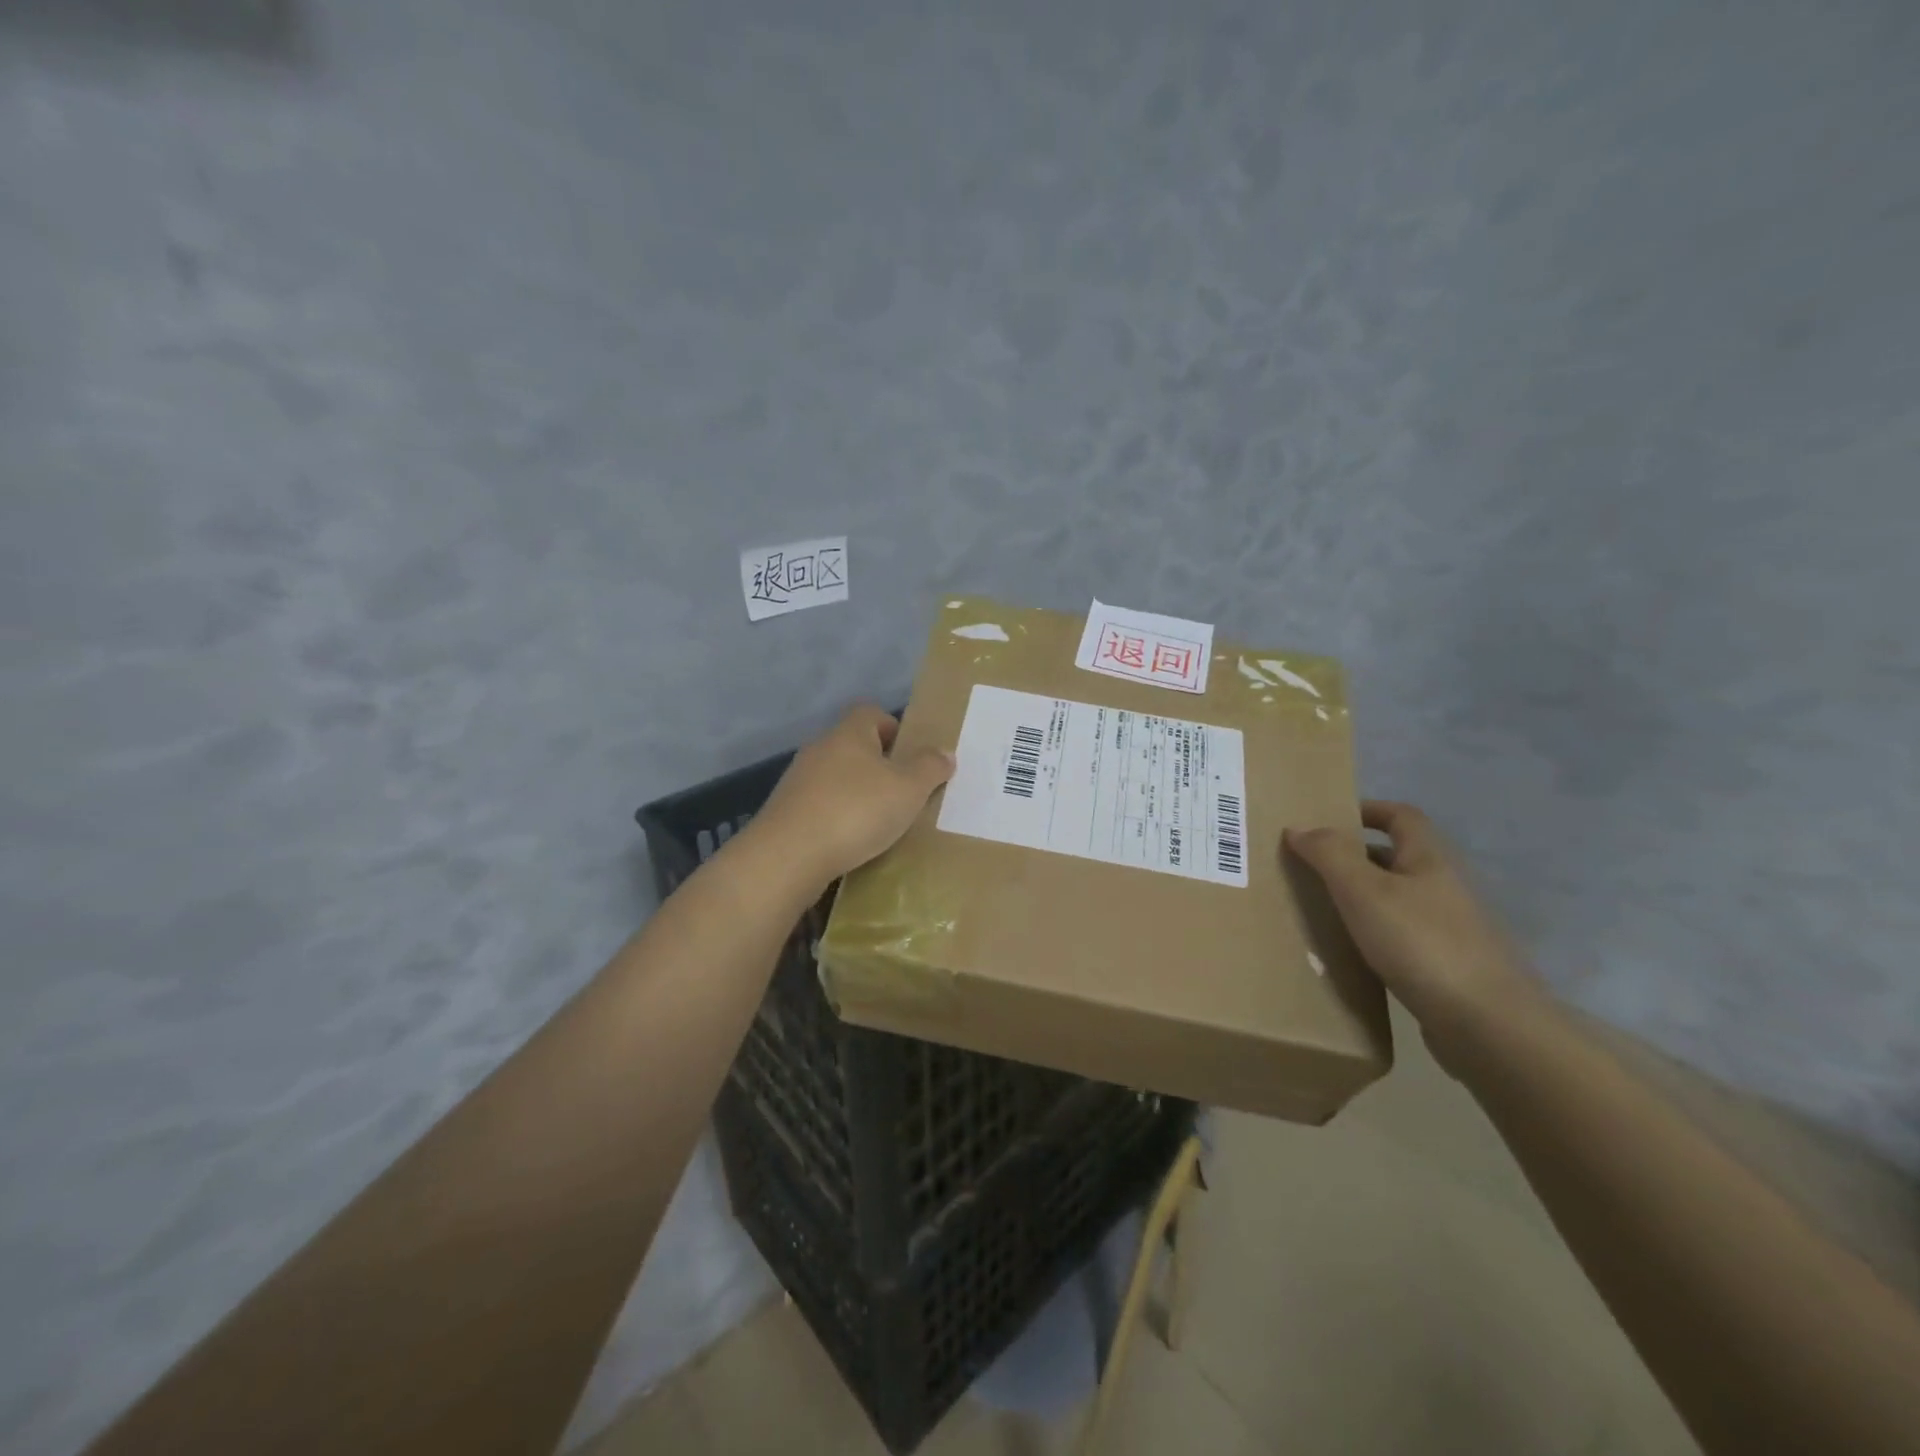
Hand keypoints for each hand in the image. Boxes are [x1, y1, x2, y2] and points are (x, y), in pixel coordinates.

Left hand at [752, 705, 954, 888]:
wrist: (789, 856)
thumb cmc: (856, 811)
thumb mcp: (908, 789)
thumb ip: (929, 768)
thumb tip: (945, 752)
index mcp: (849, 734)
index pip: (870, 713)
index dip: (893, 727)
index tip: (910, 755)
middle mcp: (819, 749)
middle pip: (852, 746)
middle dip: (877, 765)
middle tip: (903, 792)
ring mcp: (797, 781)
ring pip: (835, 778)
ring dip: (856, 794)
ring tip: (880, 822)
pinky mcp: (785, 812)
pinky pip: (819, 806)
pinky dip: (837, 818)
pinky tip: (850, 842)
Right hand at [1285, 801, 1547, 1070]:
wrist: (1488, 1026)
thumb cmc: (1421, 944)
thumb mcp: (1363, 891)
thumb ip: (1329, 854)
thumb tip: (1299, 826)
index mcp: (1429, 860)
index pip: (1401, 816)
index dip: (1367, 809)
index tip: (1328, 818)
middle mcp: (1443, 887)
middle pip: (1397, 857)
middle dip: (1355, 856)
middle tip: (1310, 866)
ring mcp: (1449, 929)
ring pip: (1397, 900)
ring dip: (1361, 898)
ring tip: (1320, 909)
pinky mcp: (1446, 967)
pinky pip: (1401, 938)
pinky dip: (1373, 936)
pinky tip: (1350, 953)